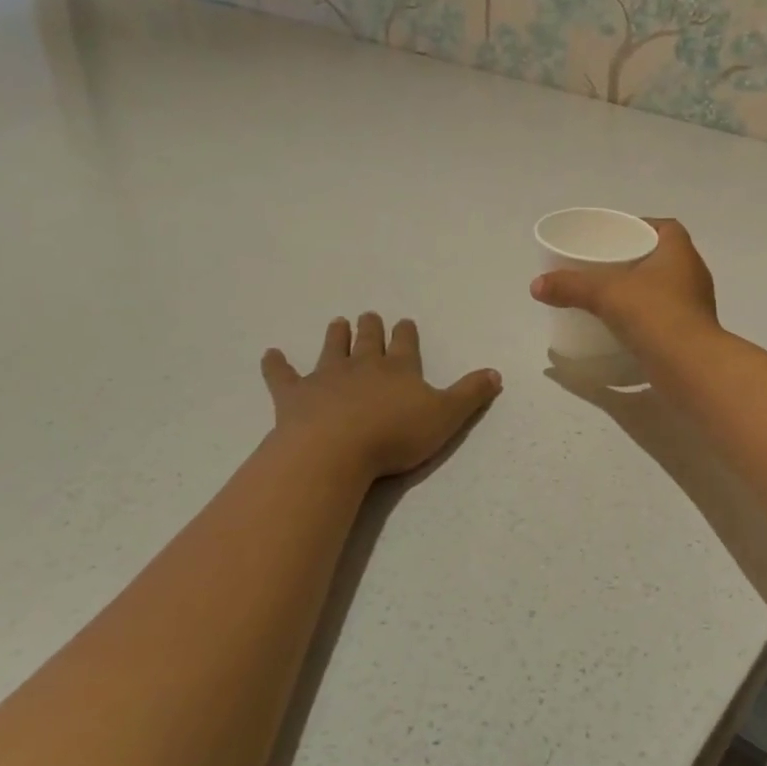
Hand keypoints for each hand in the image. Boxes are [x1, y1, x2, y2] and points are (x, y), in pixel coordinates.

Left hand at [260, 314, 500, 480]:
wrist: (335, 450)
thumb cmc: (395, 435)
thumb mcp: (446, 417)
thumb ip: (470, 394)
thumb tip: (495, 373)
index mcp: (399, 368)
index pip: (405, 343)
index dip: (405, 333)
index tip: (404, 322)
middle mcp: (363, 365)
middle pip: (368, 340)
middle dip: (371, 328)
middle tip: (369, 315)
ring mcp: (326, 377)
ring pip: (332, 349)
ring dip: (336, 335)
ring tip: (338, 322)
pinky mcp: (294, 395)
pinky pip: (282, 375)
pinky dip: (276, 364)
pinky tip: (270, 354)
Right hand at [529, 218, 718, 344]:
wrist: (691, 368)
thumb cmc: (655, 315)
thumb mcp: (606, 294)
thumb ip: (571, 287)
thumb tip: (536, 286)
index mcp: (680, 253)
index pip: (666, 228)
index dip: (643, 226)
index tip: (617, 235)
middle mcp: (693, 275)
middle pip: (663, 257)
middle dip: (636, 259)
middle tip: (605, 264)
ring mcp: (695, 306)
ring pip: (665, 288)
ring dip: (641, 289)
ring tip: (610, 294)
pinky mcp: (690, 333)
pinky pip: (665, 315)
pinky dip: (646, 316)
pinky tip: (624, 324)